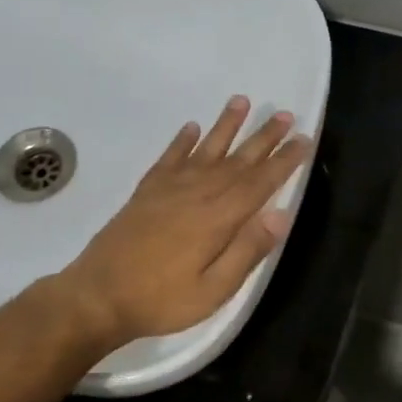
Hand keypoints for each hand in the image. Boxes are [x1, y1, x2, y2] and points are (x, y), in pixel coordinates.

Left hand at [57, 96, 311, 348]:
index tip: (304, 140)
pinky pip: (168, 158)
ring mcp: (167, 190)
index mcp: (217, 219)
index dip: (284, 162)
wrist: (98, 296)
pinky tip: (191, 128)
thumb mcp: (213, 290)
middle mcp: (195, 194)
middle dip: (263, 138)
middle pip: (237, 160)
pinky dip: (181, 141)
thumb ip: (246, 251)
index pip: (259, 183)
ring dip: (225, 126)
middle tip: (285, 115)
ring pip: (204, 150)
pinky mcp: (145, 194)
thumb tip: (280, 215)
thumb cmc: (161, 300)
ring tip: (242, 101)